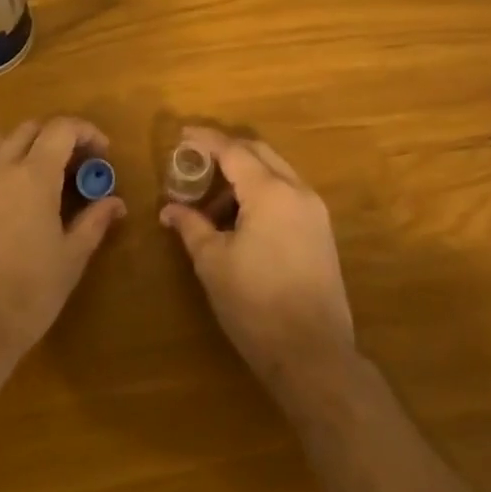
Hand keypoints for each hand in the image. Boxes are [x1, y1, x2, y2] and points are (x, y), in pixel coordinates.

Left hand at [0, 117, 125, 374]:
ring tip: (41, 176)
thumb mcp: (70, 259)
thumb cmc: (25, 294)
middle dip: (57, 138)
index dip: (86, 132)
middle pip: (29, 129)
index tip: (103, 153)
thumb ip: (93, 222)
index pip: (61, 129)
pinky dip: (0, 166)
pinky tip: (12, 200)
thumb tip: (115, 202)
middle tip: (76, 166)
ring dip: (24, 146)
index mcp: (33, 176)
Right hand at [160, 127, 354, 386]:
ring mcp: (314, 211)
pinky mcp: (321, 232)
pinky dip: (261, 194)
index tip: (182, 136)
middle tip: (195, 163)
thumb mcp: (213, 263)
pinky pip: (287, 194)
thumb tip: (169, 209)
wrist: (313, 355)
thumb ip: (191, 227)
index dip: (206, 140)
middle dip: (226, 153)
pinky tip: (239, 221)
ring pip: (275, 173)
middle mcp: (297, 190)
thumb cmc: (256, 305)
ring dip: (244, 176)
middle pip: (259, 153)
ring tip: (211, 204)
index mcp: (270, 191)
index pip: (233, 150)